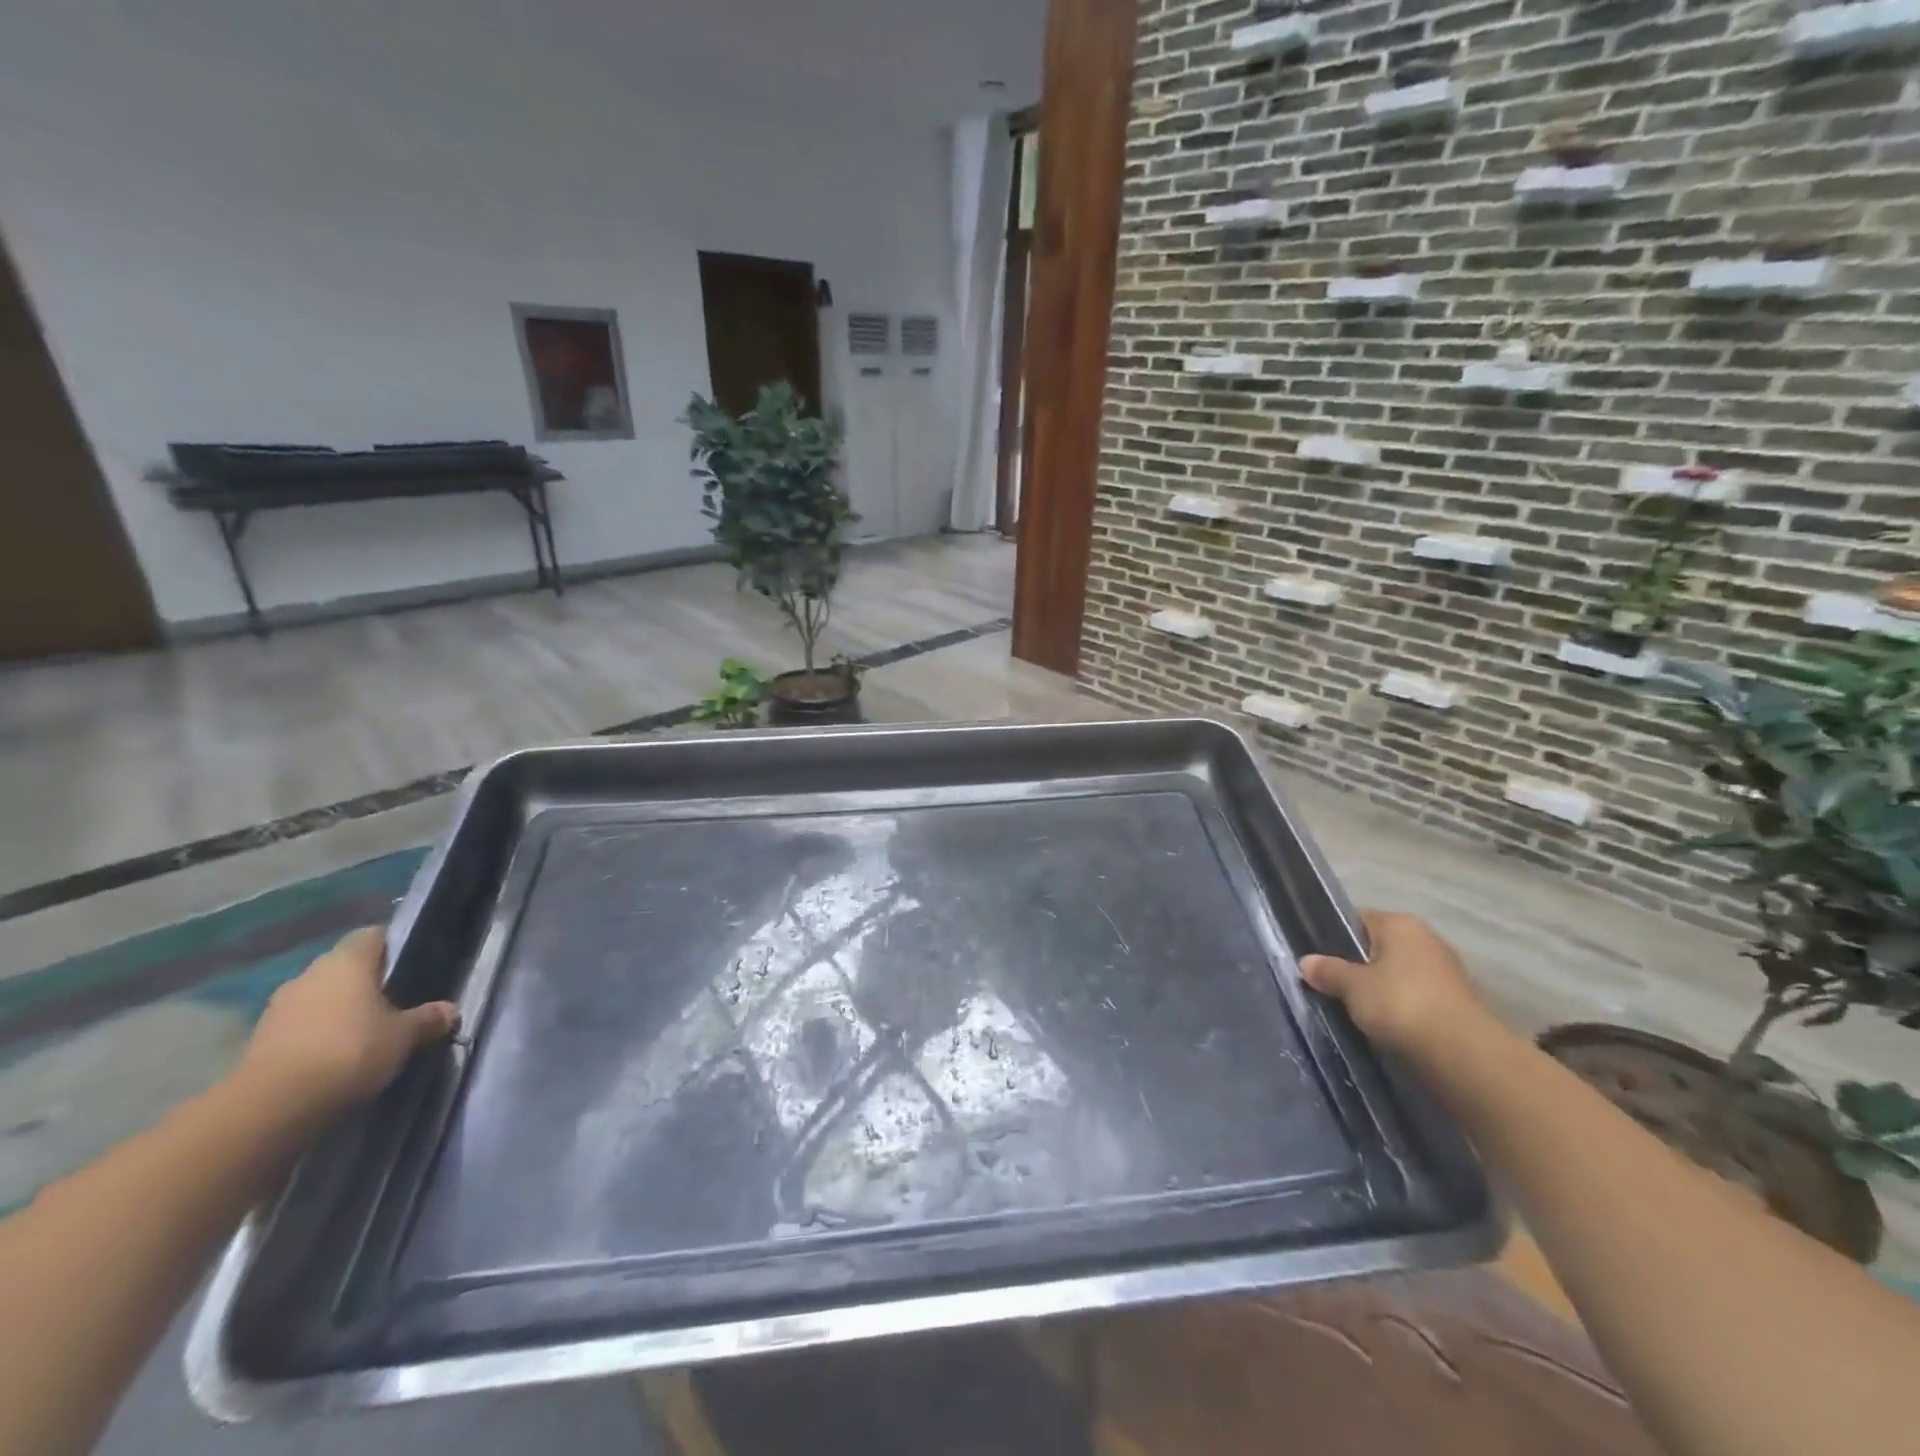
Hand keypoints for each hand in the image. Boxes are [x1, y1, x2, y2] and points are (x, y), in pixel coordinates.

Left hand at [233, 927, 457, 1118]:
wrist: (272, 1107)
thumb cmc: (350, 1051)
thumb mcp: (405, 1036)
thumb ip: (428, 1019)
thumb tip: (449, 1010)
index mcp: (347, 960)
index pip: (374, 935)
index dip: (395, 945)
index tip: (413, 964)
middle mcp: (311, 973)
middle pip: (346, 965)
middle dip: (368, 980)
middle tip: (396, 1001)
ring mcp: (280, 1005)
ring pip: (321, 995)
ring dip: (340, 1008)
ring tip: (366, 1031)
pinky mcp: (261, 1038)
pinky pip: (301, 1023)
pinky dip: (318, 1032)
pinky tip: (336, 1054)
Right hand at [1300, 910, 1489, 1060]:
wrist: (1465, 1054)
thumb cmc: (1401, 1004)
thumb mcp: (1352, 987)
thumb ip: (1328, 971)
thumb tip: (1306, 962)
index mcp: (1399, 924)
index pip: (1358, 919)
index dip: (1335, 937)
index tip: (1319, 959)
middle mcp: (1426, 938)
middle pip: (1380, 947)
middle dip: (1359, 965)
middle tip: (1334, 987)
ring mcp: (1447, 971)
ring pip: (1400, 974)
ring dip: (1382, 989)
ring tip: (1357, 1010)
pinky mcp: (1458, 1002)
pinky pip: (1418, 997)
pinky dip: (1403, 1009)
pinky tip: (1387, 1026)